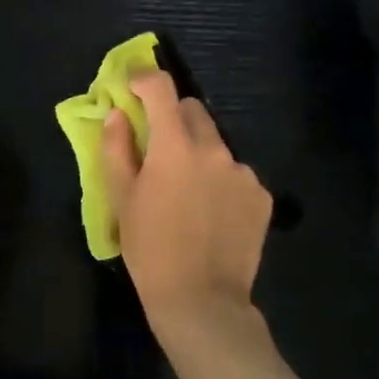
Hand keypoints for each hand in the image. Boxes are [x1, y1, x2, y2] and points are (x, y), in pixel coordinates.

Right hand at [101, 70, 274, 349]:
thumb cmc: (150, 249)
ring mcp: (243, 172)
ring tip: (186, 192)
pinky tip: (211, 213)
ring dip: (198, 153)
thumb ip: (117, 149)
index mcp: (174, 146)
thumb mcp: (121, 198)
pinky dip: (220, 180)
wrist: (201, 300)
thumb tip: (117, 115)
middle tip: (157, 149)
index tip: (131, 85)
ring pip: (215, 144)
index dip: (144, 78)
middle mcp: (214, 149)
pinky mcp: (261, 195)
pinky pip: (235, 173)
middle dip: (172, 119)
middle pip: (192, 111)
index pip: (161, 89)